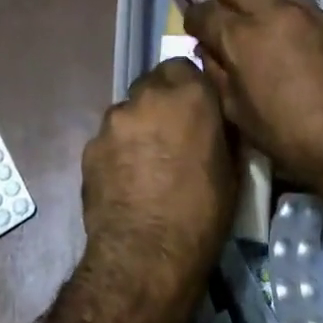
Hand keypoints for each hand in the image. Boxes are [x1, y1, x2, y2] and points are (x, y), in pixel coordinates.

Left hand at [80, 58, 236, 298]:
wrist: (144, 257)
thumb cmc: (202, 214)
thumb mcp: (233, 168)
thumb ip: (222, 129)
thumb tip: (218, 119)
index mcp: (189, 95)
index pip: (185, 66)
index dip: (190, 87)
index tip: (197, 109)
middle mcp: (148, 96)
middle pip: (154, 84)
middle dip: (163, 102)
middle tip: (174, 134)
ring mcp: (113, 120)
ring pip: (129, 111)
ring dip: (139, 125)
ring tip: (149, 162)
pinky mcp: (90, 146)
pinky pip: (109, 138)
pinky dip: (119, 150)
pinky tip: (128, 179)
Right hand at [184, 0, 322, 192]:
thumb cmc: (292, 138)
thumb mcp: (239, 115)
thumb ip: (218, 75)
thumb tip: (209, 52)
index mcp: (241, 35)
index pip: (203, 11)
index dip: (194, 22)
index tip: (195, 35)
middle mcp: (272, 12)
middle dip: (225, 5)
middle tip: (227, 32)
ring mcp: (307, 12)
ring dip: (259, 9)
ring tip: (263, 38)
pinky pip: (300, 7)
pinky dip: (287, 19)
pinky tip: (295, 46)